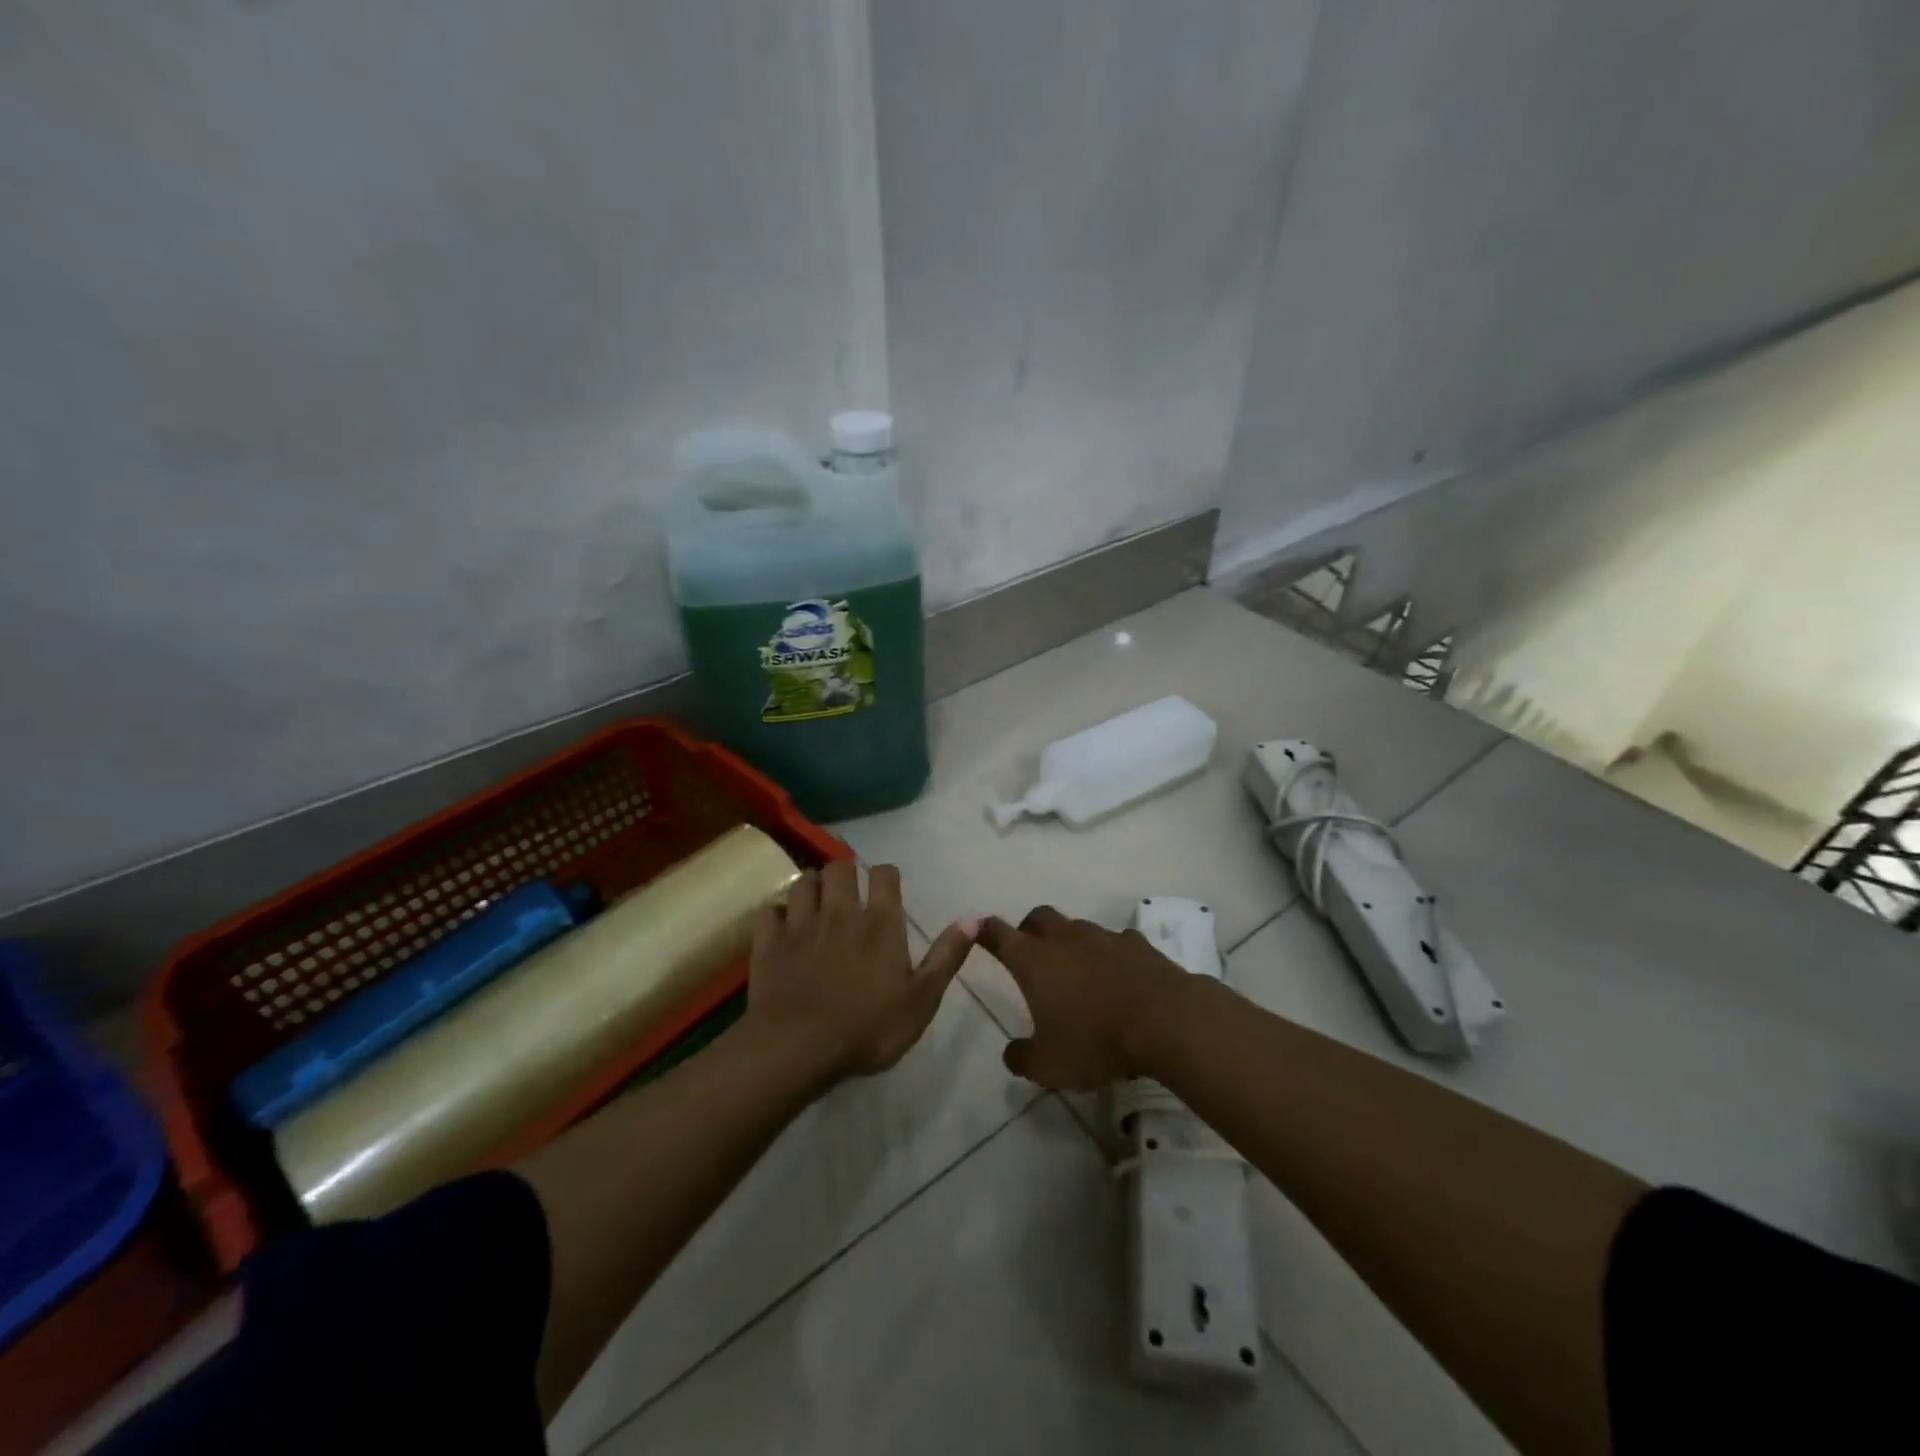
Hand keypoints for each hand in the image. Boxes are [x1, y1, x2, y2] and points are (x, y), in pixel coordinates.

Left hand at [745, 861, 974, 1086]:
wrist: (798, 1049)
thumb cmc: (868, 1028)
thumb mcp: (921, 1000)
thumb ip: (946, 957)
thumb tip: (974, 919)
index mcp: (880, 923)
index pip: (884, 875)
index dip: (887, 875)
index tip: (887, 887)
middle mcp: (840, 912)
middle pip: (840, 868)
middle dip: (846, 872)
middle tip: (849, 891)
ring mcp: (800, 925)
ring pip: (803, 881)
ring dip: (812, 885)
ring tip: (817, 900)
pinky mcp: (768, 943)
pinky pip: (769, 912)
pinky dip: (777, 914)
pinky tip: (782, 926)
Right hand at [978, 907, 1190, 1088]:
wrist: (1164, 1020)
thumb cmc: (1096, 1040)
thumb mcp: (1049, 1065)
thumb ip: (1022, 1058)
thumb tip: (1012, 1053)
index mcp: (1035, 961)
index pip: (1000, 935)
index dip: (986, 931)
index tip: (978, 927)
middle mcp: (1065, 939)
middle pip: (1039, 917)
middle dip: (1029, 928)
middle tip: (1030, 950)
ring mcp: (1104, 938)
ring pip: (1078, 928)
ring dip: (1072, 942)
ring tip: (1078, 971)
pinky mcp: (1137, 944)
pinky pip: (1116, 942)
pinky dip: (1111, 954)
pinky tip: (1119, 976)